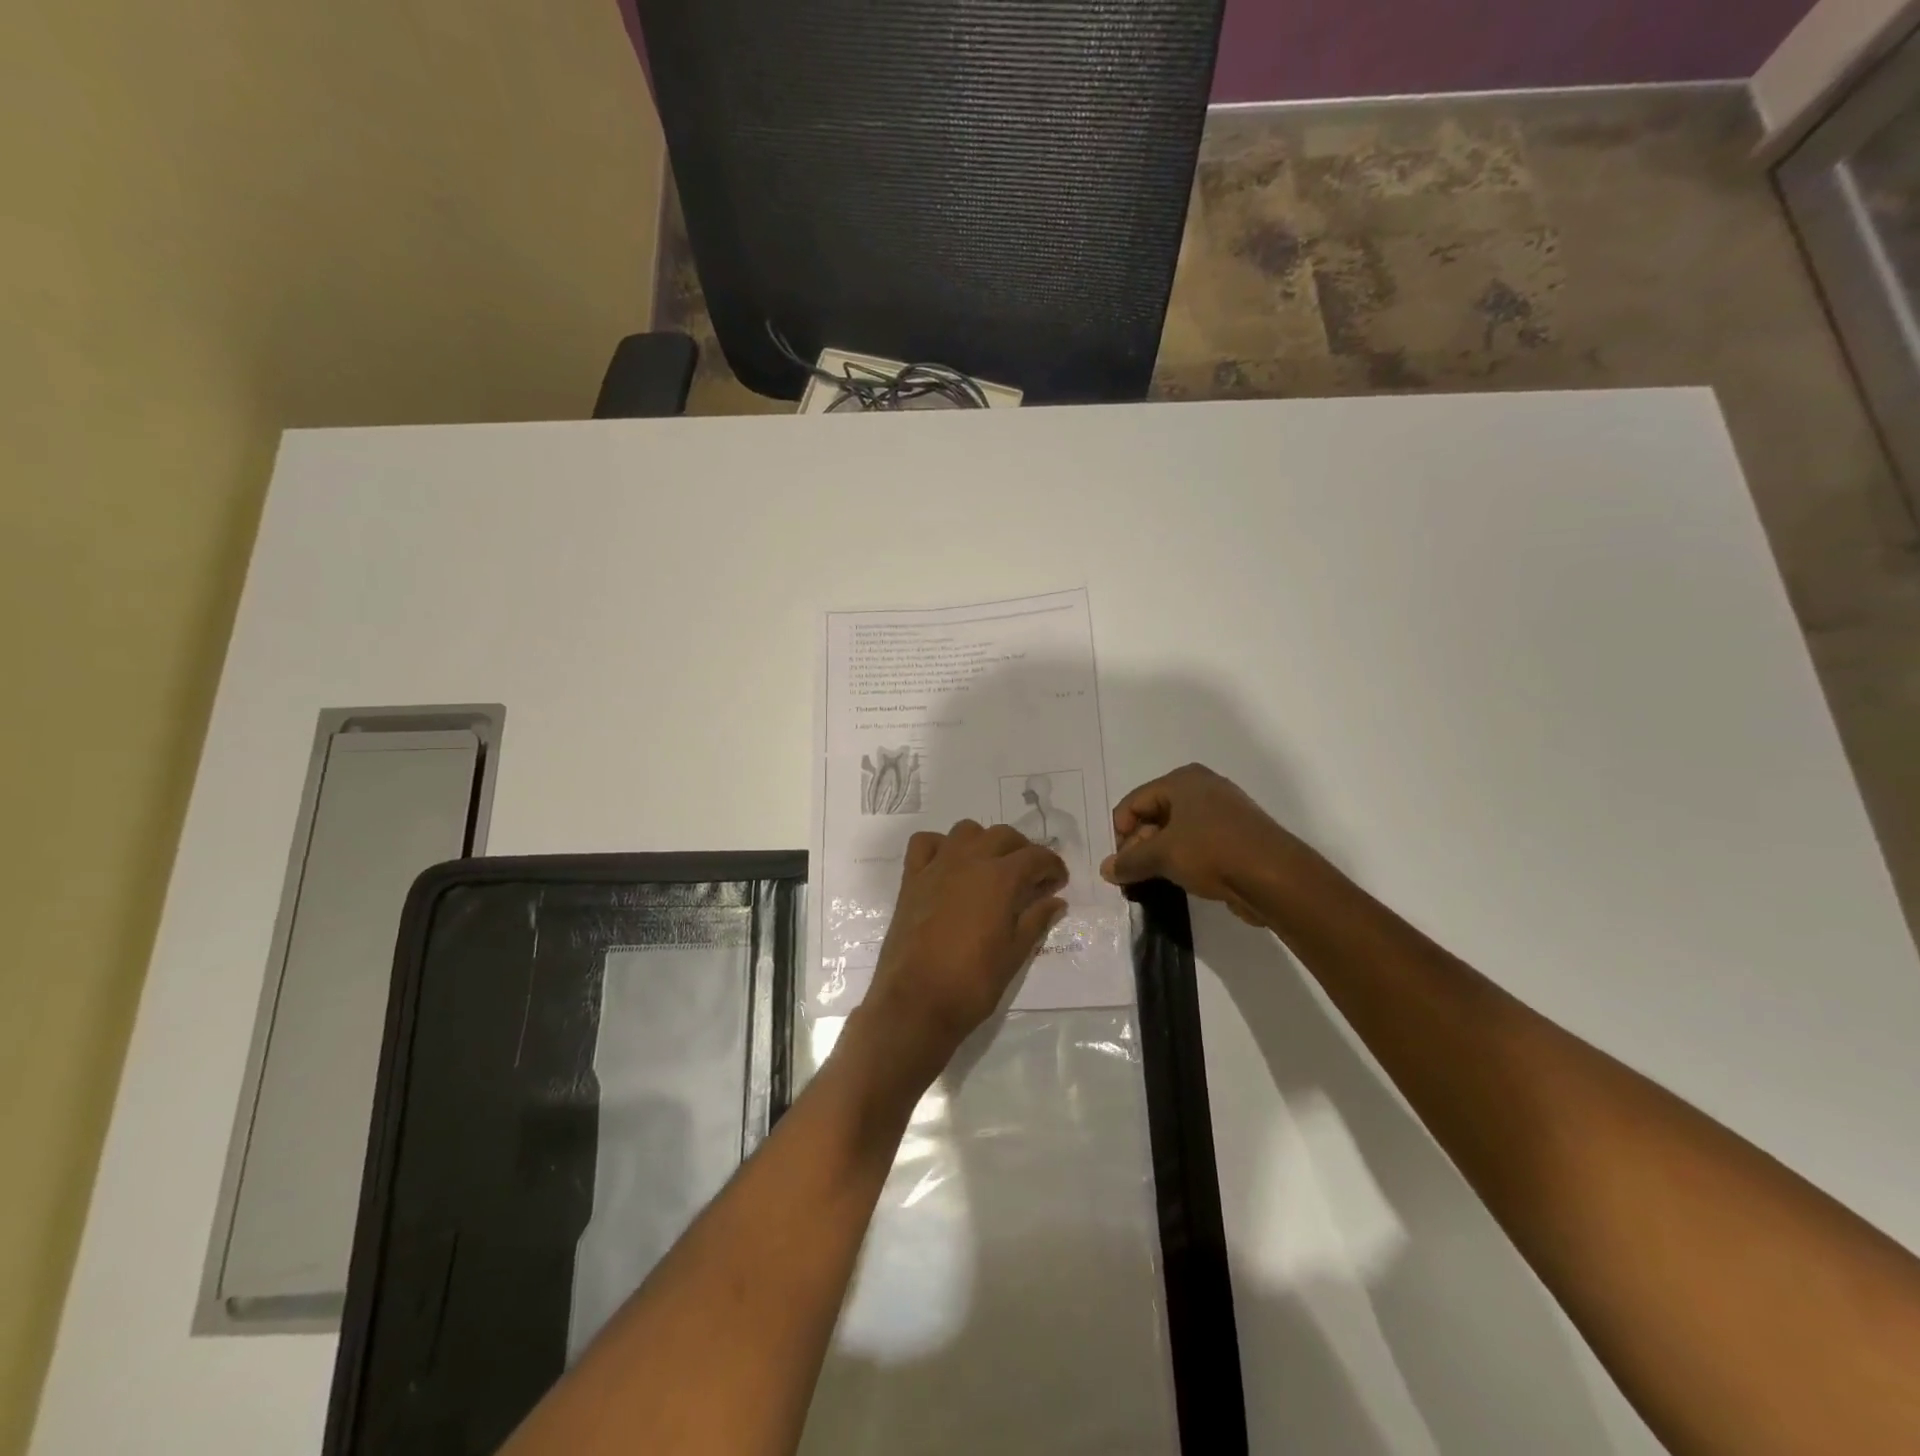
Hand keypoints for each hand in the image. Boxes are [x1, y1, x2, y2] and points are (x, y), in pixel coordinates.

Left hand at [863, 821, 1068, 1079]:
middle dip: (1023, 850)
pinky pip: (925, 843)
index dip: (1052, 866)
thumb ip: (1036, 920)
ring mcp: (937, 866)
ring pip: (966, 831)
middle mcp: (969, 860)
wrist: (916, 1001)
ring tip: (992, 867)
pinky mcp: (911, 878)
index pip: (1036, 856)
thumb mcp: (1014, 954)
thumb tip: (1056, 901)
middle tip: (1030, 876)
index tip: (1058, 882)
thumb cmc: (972, 982)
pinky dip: (941, 845)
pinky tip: (949, 865)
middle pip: (1003, 836)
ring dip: (984, 842)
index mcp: (1000, 878)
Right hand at [1100, 764, 1309, 925]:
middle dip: (1139, 845)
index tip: (1118, 864)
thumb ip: (1129, 861)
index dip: (1120, 832)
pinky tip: (1180, 881)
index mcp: (1182, 780)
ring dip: (1160, 855)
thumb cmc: (1212, 852)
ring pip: (1176, 831)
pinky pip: (1198, 844)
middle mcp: (1203, 788)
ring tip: (1153, 881)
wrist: (1275, 877)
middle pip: (1155, 814)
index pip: (1134, 802)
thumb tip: (1105, 869)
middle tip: (1133, 875)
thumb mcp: (1162, 855)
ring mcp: (1223, 812)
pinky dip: (1184, 860)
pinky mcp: (1237, 837)